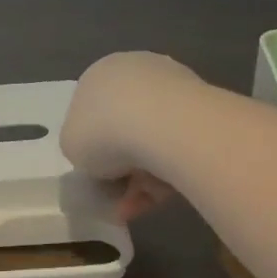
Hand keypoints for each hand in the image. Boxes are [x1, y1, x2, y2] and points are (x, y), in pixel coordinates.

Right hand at [61, 52, 202, 221]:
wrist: (165, 126)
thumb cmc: (104, 131)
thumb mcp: (70, 146)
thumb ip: (81, 148)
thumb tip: (101, 155)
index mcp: (100, 74)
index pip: (93, 113)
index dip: (93, 148)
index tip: (97, 175)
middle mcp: (138, 72)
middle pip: (125, 127)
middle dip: (122, 166)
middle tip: (119, 196)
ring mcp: (175, 86)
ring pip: (154, 141)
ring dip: (144, 177)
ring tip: (139, 206)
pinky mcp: (205, 107)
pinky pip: (180, 146)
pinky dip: (170, 173)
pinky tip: (160, 197)